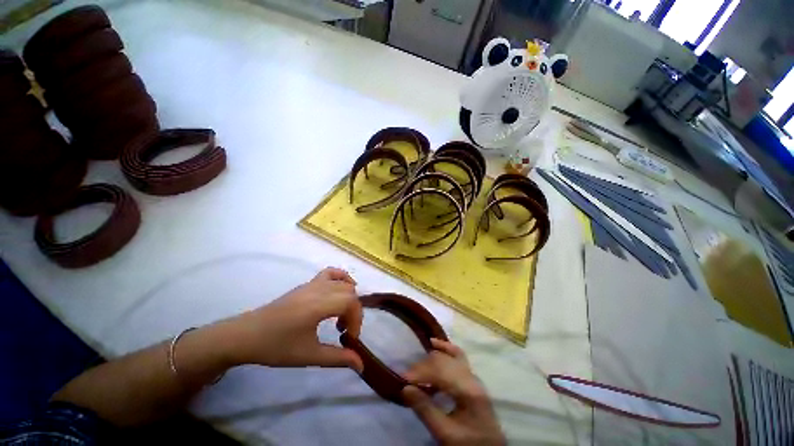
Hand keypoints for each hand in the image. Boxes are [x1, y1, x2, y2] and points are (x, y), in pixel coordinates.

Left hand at [224, 267, 363, 370]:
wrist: (246, 335)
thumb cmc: (276, 347)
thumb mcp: (308, 356)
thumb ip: (338, 358)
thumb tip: (361, 365)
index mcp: (319, 304)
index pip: (351, 302)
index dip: (357, 320)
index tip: (350, 338)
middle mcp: (318, 289)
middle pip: (349, 291)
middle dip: (353, 311)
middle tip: (344, 330)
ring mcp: (312, 284)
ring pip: (342, 282)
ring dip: (348, 297)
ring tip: (342, 314)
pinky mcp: (306, 284)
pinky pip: (329, 274)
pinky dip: (341, 278)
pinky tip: (339, 291)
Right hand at [402, 339, 504, 445]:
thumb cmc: (468, 443)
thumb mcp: (445, 433)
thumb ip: (425, 410)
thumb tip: (405, 388)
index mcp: (469, 390)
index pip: (440, 372)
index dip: (420, 373)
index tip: (403, 379)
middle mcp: (471, 377)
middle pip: (443, 362)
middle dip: (423, 367)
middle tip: (407, 379)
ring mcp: (473, 375)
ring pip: (448, 357)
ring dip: (430, 360)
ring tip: (416, 371)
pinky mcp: (471, 377)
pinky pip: (457, 355)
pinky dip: (445, 348)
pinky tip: (433, 343)